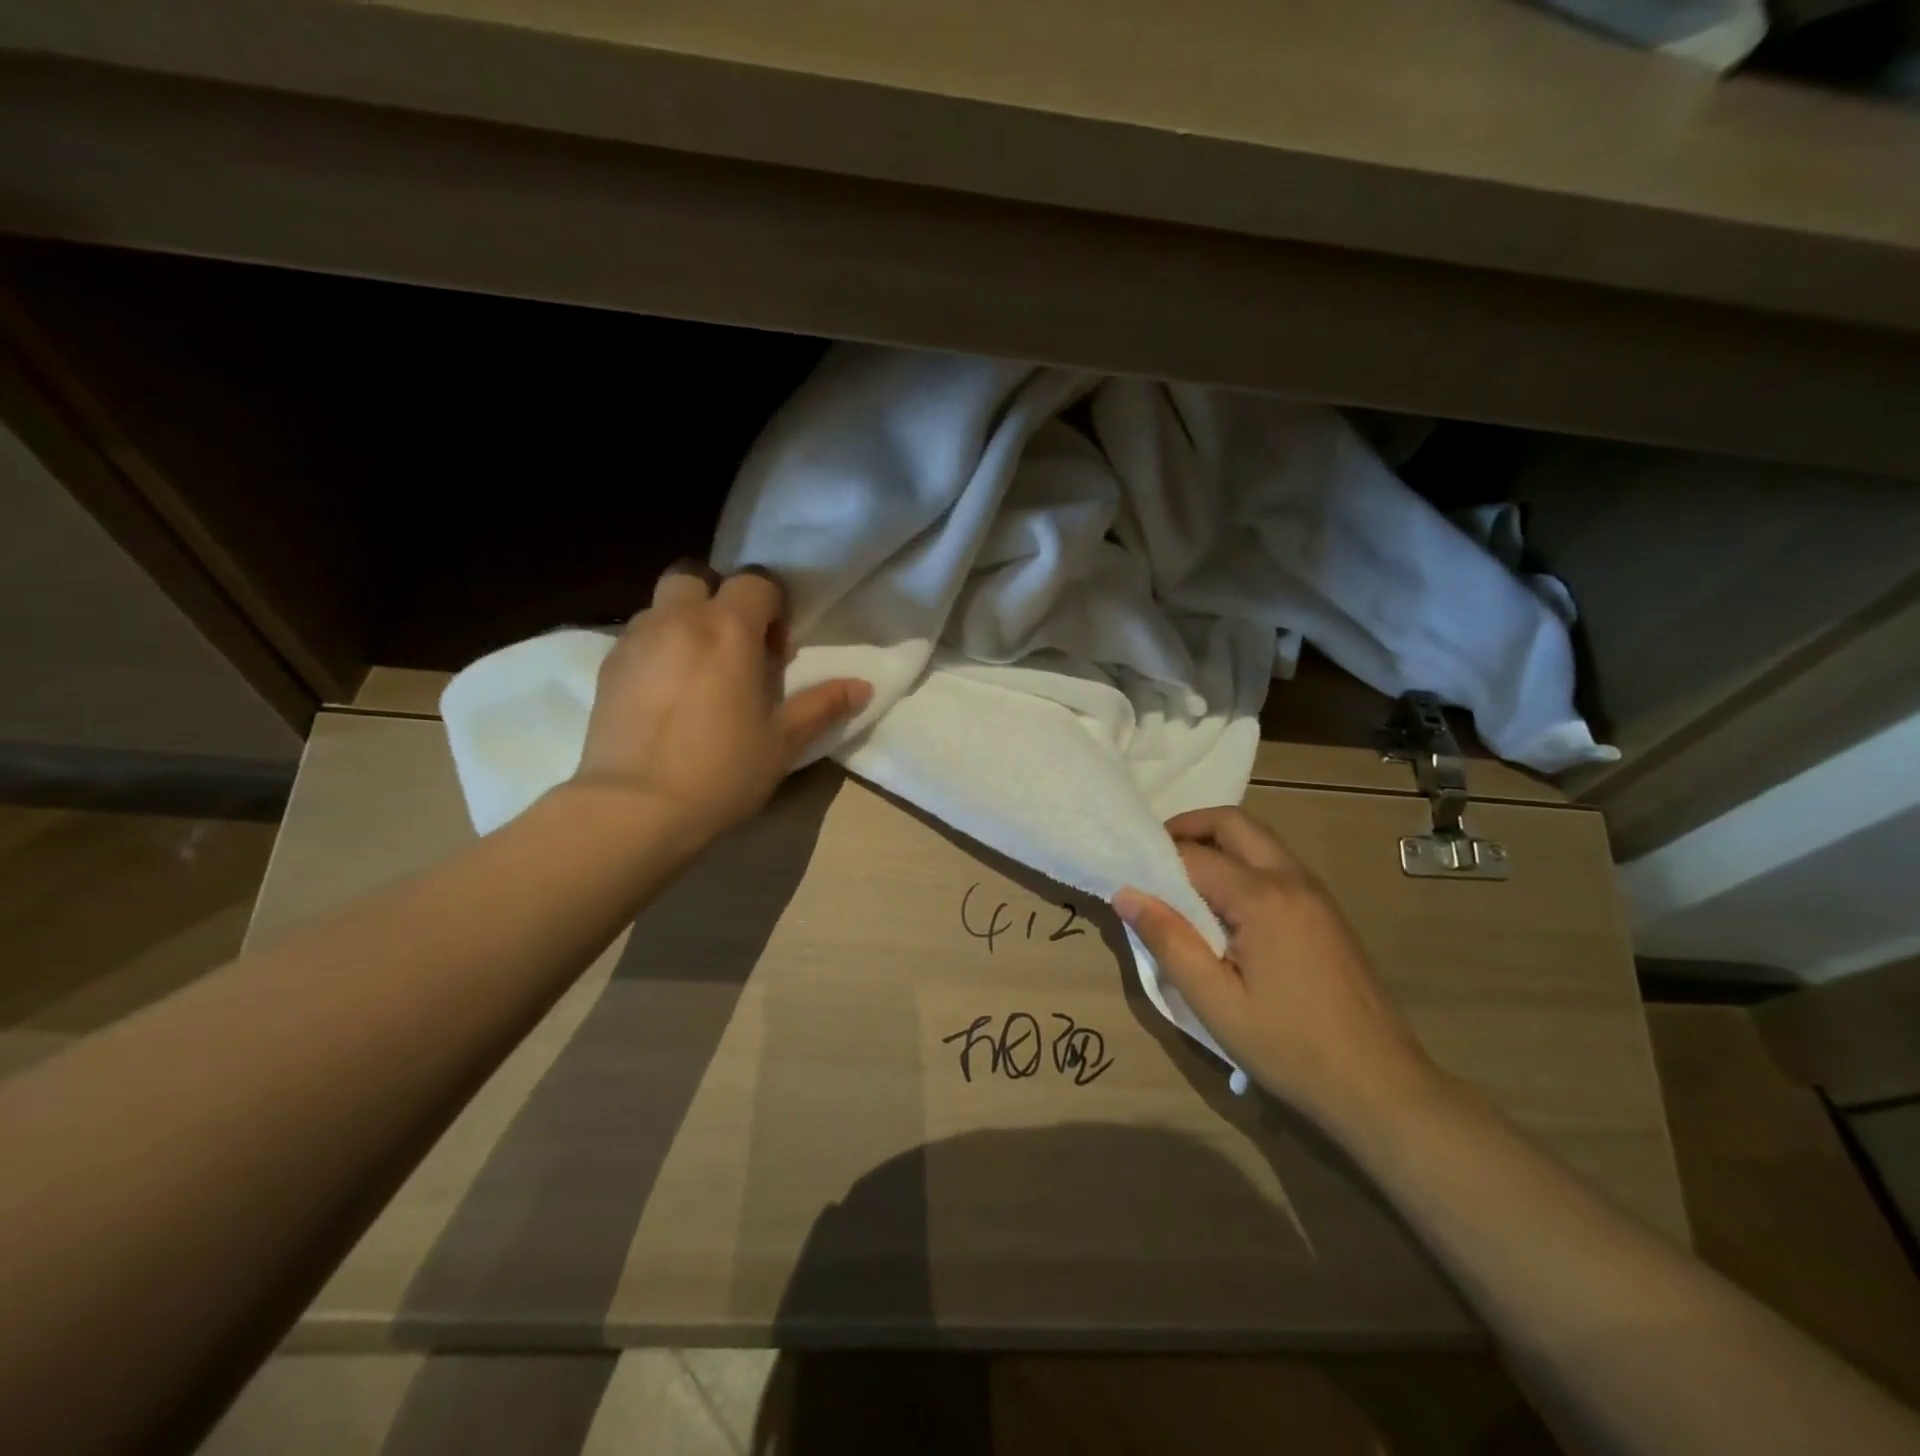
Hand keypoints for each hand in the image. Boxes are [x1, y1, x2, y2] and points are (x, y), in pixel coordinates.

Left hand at [572, 562, 871, 842]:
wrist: (635, 809)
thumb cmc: (722, 771)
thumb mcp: (783, 742)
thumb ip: (822, 706)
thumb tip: (862, 687)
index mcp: (727, 630)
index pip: (755, 582)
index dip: (773, 606)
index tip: (777, 651)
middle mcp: (677, 620)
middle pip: (695, 576)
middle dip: (718, 598)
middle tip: (734, 646)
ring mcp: (635, 641)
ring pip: (662, 606)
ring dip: (685, 623)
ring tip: (699, 674)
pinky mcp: (607, 668)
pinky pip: (637, 639)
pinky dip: (658, 650)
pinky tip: (667, 697)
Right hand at [1114, 807, 1438, 1131]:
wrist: (1381, 1086)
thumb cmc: (1290, 1047)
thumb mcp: (1215, 1002)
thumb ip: (1168, 941)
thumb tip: (1126, 894)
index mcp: (1262, 898)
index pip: (1194, 855)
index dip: (1156, 860)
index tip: (1127, 875)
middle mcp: (1292, 880)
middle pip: (1234, 824)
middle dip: (1189, 827)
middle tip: (1154, 858)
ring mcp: (1316, 893)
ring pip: (1259, 840)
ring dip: (1217, 844)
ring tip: (1182, 883)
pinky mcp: (1327, 912)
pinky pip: (1276, 865)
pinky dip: (1242, 864)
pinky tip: (1225, 907)